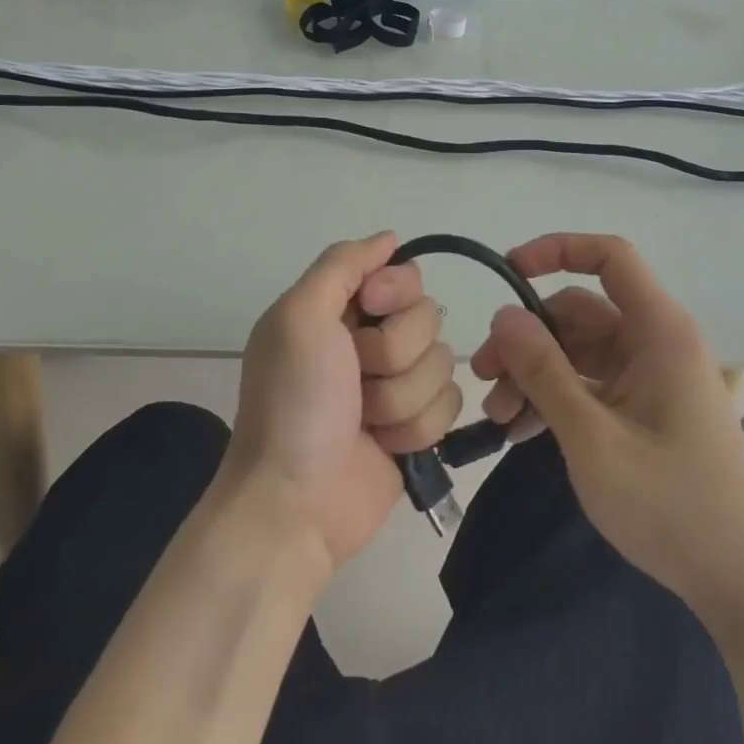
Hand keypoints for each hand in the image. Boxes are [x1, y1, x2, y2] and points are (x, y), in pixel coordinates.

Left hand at [221, 231, 462, 571]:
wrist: (294, 506)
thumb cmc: (293, 404)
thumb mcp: (299, 317)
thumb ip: (342, 264)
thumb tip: (391, 237)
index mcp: (341, 308)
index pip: (404, 274)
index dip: (395, 293)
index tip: (369, 314)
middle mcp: (371, 339)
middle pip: (429, 318)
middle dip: (394, 354)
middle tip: (355, 379)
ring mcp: (397, 385)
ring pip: (443, 364)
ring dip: (401, 398)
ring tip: (364, 422)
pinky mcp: (417, 427)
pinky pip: (450, 406)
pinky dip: (415, 428)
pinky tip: (384, 447)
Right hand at [473, 233, 743, 620]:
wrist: (742, 586)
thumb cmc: (671, 506)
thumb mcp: (593, 439)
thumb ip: (544, 372)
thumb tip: (503, 315)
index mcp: (659, 331)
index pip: (610, 257)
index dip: (558, 250)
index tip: (508, 271)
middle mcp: (656, 343)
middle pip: (579, 313)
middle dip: (527, 338)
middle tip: (484, 376)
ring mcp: (650, 379)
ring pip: (578, 351)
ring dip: (534, 374)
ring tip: (497, 416)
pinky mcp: (645, 410)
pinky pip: (590, 384)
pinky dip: (555, 398)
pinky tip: (520, 431)